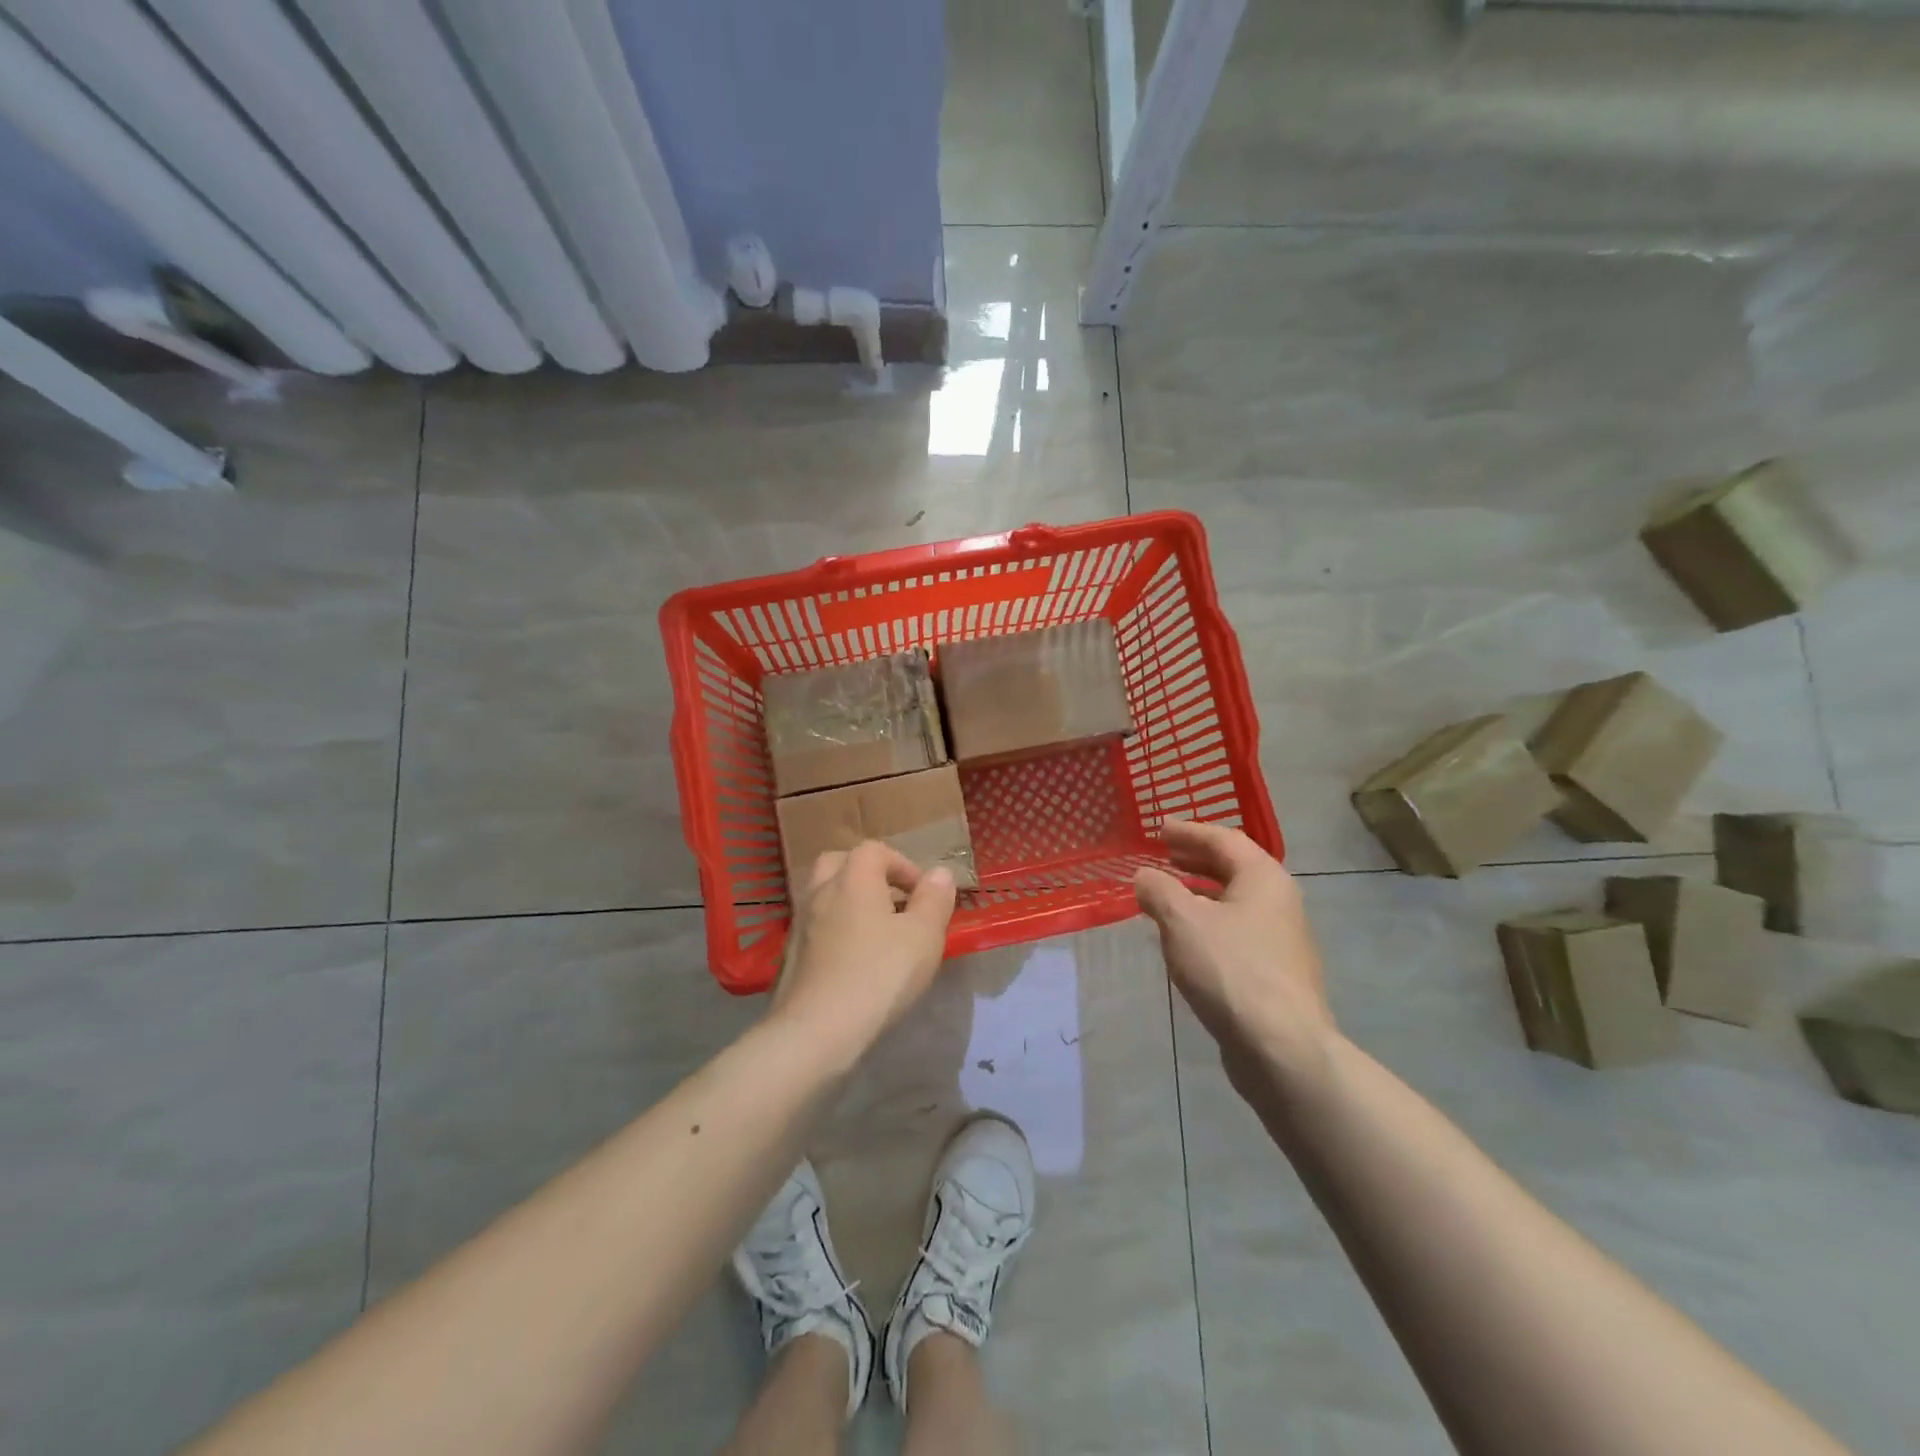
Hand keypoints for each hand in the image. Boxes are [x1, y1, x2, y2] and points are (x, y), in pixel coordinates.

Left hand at [772, 841, 956, 1065]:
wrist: (815, 1031)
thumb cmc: (878, 975)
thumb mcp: (923, 936)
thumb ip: (934, 900)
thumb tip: (939, 874)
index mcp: (853, 878)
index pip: (875, 850)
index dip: (903, 865)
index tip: (922, 894)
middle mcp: (820, 891)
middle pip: (840, 863)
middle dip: (868, 875)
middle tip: (892, 902)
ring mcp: (799, 923)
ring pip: (824, 895)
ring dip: (849, 903)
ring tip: (875, 933)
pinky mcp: (789, 955)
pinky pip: (815, 927)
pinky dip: (834, 931)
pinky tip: (851, 961)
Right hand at [1134, 821, 1336, 1106]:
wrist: (1282, 1048)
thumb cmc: (1231, 969)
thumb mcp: (1183, 921)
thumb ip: (1159, 890)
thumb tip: (1145, 876)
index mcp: (1263, 877)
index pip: (1223, 839)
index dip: (1189, 831)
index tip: (1159, 828)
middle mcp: (1279, 901)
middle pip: (1233, 868)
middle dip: (1195, 859)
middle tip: (1162, 855)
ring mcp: (1280, 939)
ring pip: (1234, 902)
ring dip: (1199, 892)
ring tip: (1166, 894)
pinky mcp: (1274, 973)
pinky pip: (1235, 931)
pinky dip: (1207, 922)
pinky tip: (1185, 939)